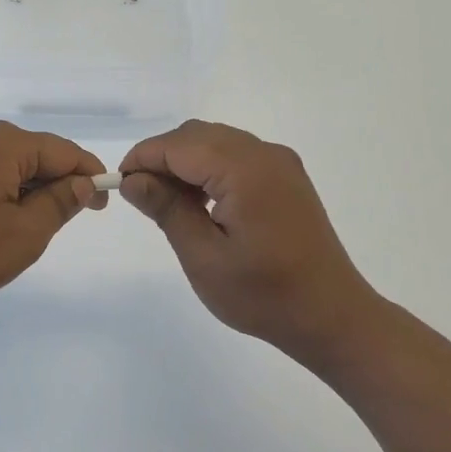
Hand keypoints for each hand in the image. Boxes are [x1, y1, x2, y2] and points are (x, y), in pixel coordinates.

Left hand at [0, 122, 107, 311]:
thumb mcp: (23, 235)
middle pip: (28, 154)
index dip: (89, 176)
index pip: (63, 152)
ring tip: (8, 228)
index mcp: (4, 144)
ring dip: (13, 190)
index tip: (101, 204)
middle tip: (53, 224)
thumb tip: (83, 182)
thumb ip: (60, 204)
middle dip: (48, 185)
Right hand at [120, 120, 380, 368]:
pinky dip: (209, 167)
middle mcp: (265, 154)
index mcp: (245, 170)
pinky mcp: (286, 176)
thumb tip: (132, 179)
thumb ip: (167, 209)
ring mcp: (280, 162)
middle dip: (162, 158)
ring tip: (168, 202)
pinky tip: (201, 201)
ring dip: (185, 162)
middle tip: (142, 197)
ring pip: (215, 141)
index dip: (143, 159)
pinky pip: (236, 154)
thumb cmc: (264, 295)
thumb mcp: (204, 257)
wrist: (331, 316)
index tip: (119, 185)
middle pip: (196, 135)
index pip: (178, 145)